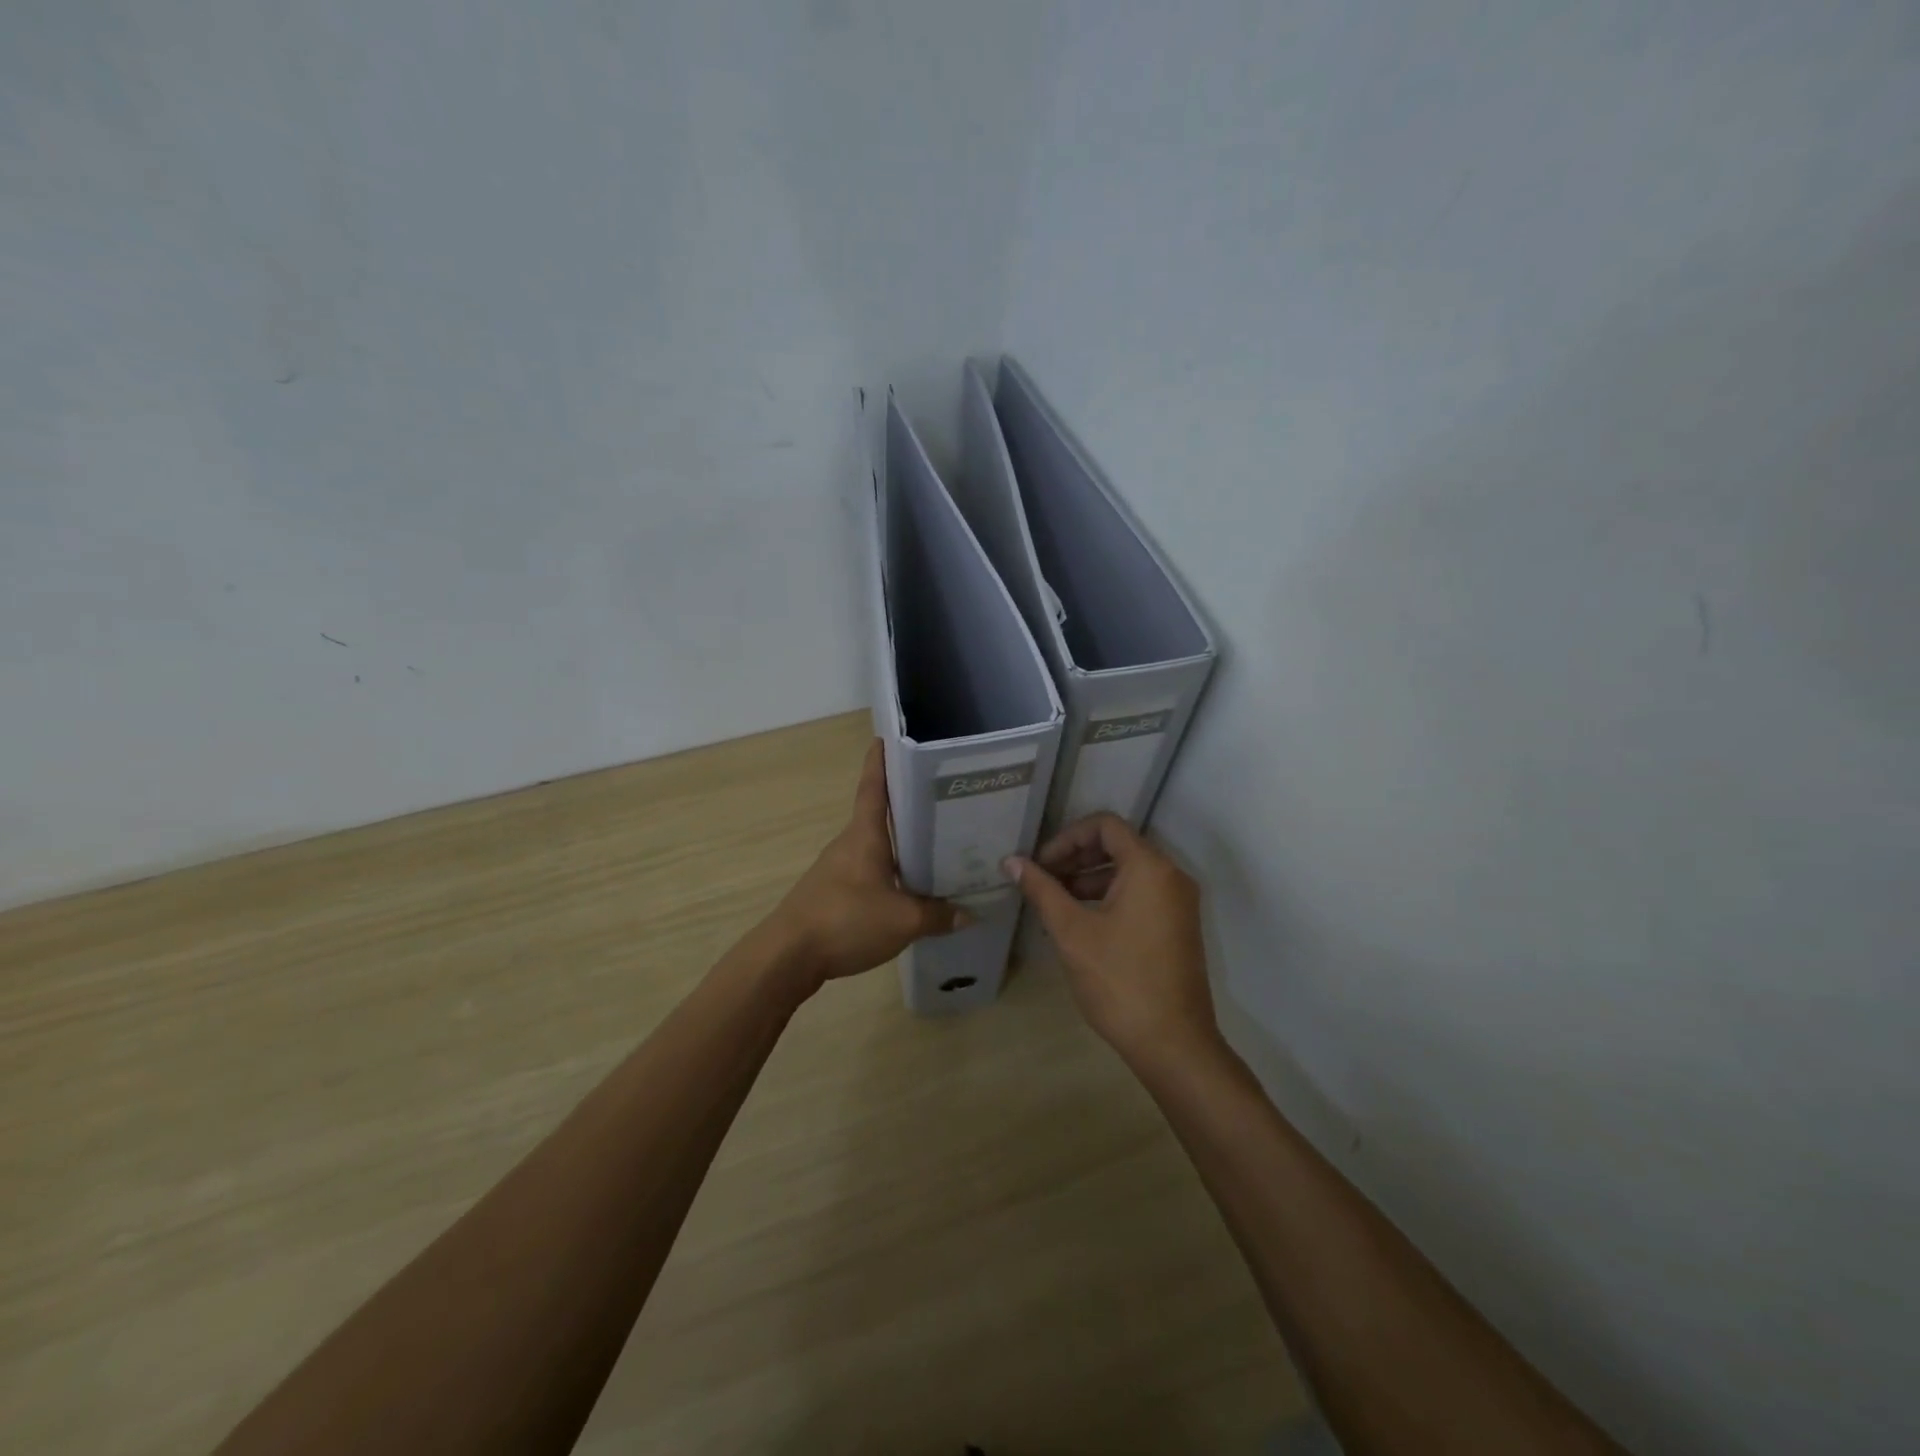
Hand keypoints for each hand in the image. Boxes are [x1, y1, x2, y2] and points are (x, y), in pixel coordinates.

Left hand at [767, 740, 967, 988]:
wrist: (788, 956)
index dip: (881, 761)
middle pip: (879, 816)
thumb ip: (938, 916)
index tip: (889, 739)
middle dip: (907, 806)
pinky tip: (908, 889)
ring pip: (875, 847)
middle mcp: (849, 843)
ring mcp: (837, 868)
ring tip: (935, 847)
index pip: (873, 786)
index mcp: (865, 835)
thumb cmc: (846, 920)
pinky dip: (889, 871)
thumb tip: (970, 913)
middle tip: (942, 800)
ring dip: (900, 844)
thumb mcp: (903, 921)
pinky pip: (868, 872)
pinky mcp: (832, 893)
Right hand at [1007, 813, 1218, 1069]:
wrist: (1173, 1044)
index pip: (1105, 825)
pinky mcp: (1178, 926)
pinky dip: (1109, 896)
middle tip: (1042, 880)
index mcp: (1149, 867)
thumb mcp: (1071, 932)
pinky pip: (1141, 893)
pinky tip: (1080, 922)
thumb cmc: (1119, 981)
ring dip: (1089, 878)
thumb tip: (1012, 861)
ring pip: (1129, 871)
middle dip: (1075, 857)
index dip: (1067, 838)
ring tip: (1055, 902)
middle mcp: (1170, 876)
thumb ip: (1042, 890)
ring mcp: (1178, 902)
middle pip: (1118, 845)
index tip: (1041, 865)